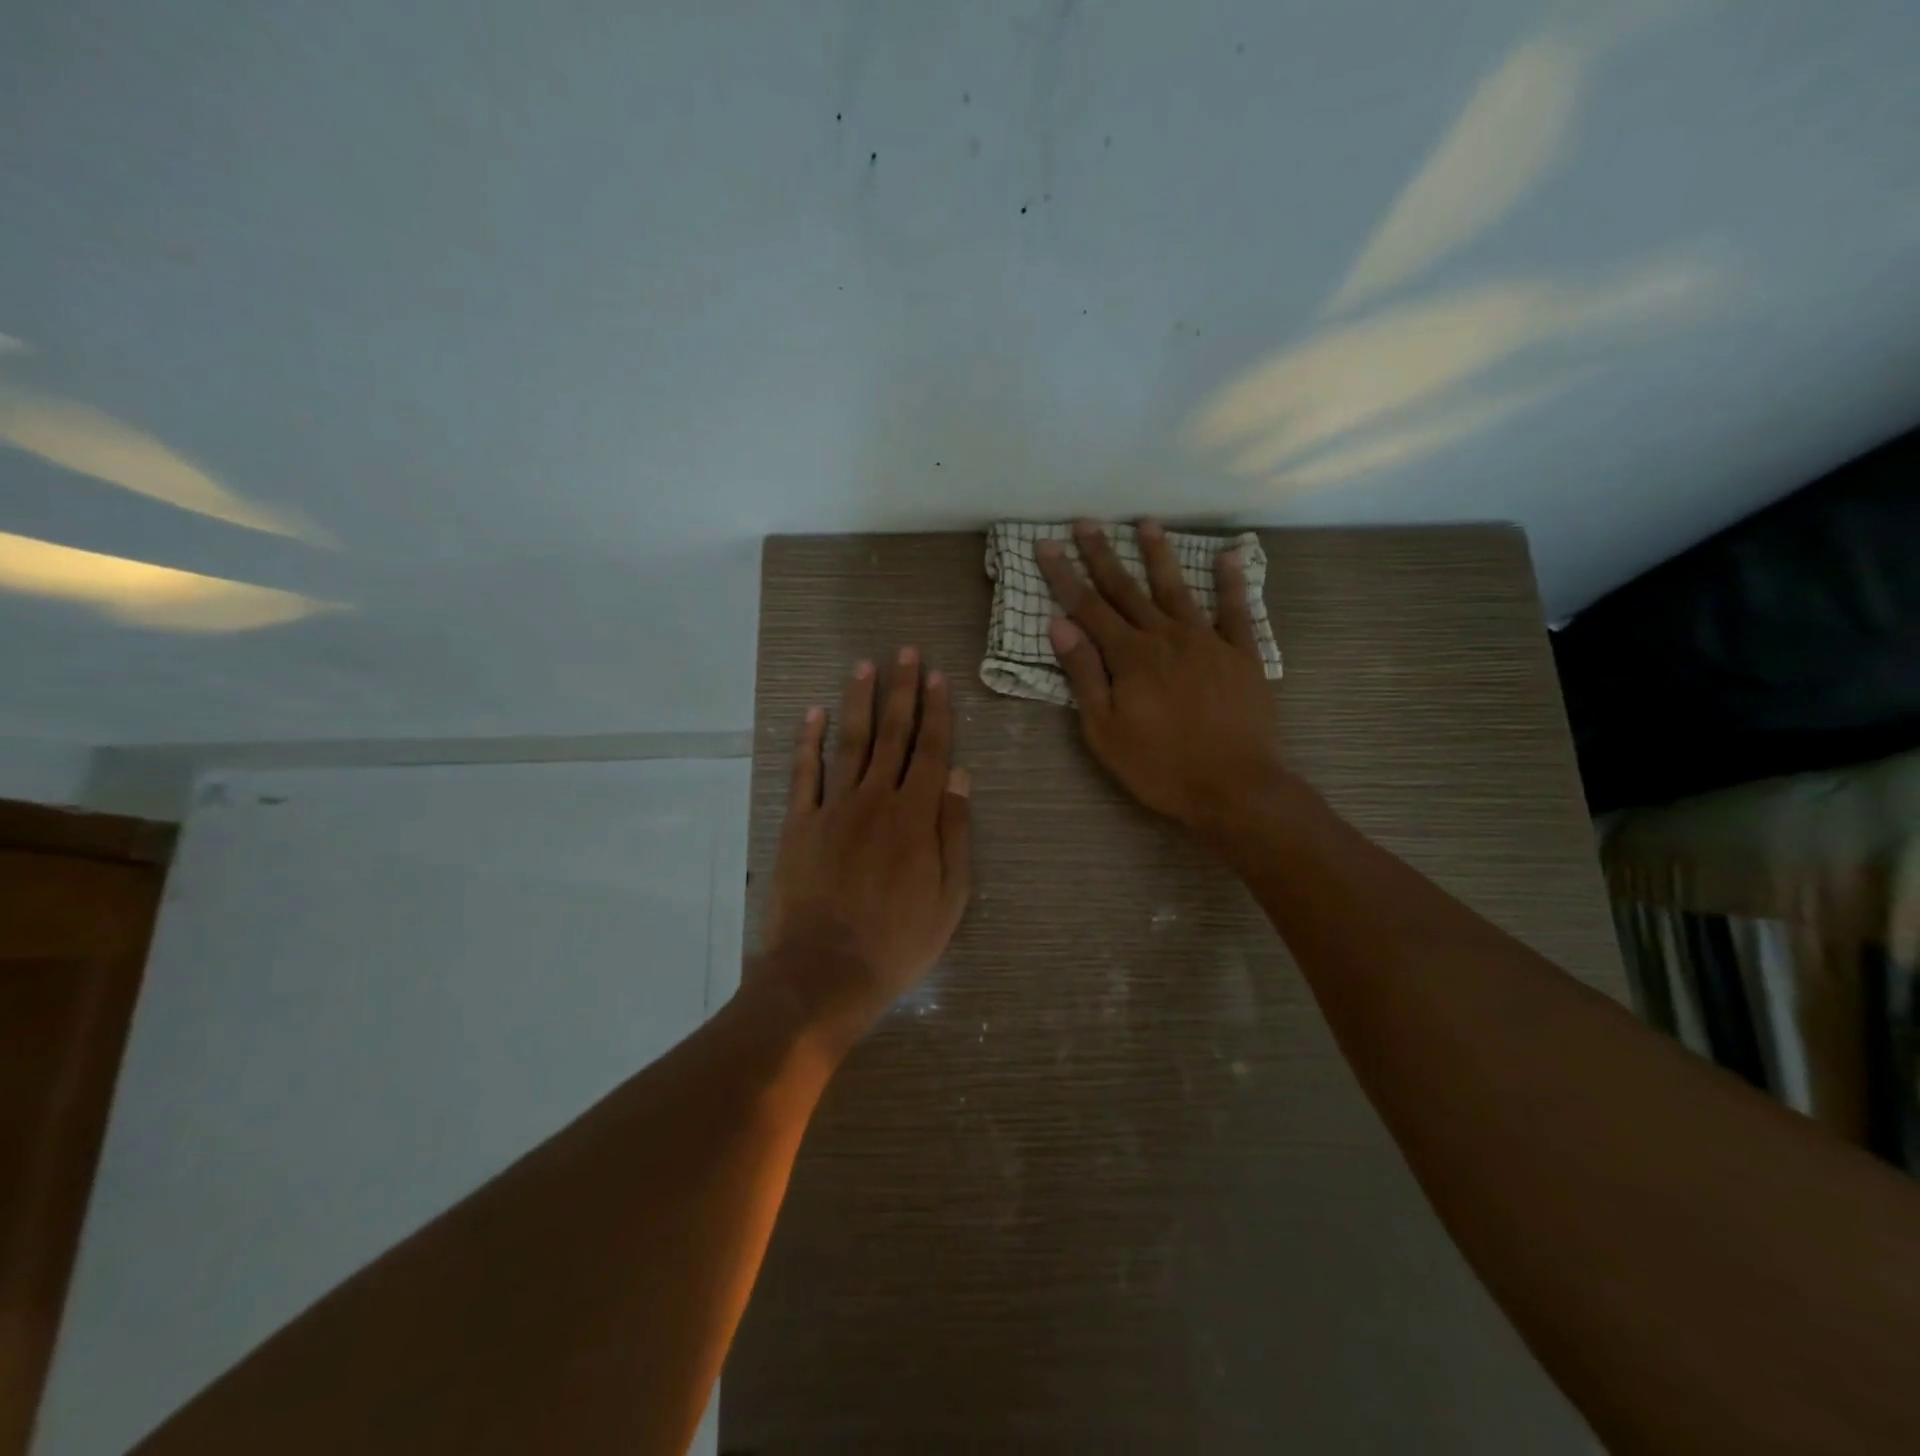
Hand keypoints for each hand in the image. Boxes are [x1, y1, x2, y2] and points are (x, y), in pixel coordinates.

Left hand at [754, 648, 971, 1053]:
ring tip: (864, 666)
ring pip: (850, 743)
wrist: (824, 972)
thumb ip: (955, 833)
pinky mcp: (798, 824)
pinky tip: (813, 713)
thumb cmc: (897, 942)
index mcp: (915, 817)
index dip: (937, 711)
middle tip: (905, 652)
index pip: (930, 750)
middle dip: (901, 691)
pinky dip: (808, 740)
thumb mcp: (949, 898)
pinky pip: (804, 773)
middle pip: (892, 735)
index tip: (938, 677)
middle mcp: (875, 800)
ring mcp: (832, 808)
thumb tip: (959, 776)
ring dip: (859, 702)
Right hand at [1037, 518, 1284, 835]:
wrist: (1235, 787)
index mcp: (1130, 657)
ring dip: (1159, 555)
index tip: (1047, 544)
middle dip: (1103, 554)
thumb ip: (1084, 675)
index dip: (1064, 575)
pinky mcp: (1243, 655)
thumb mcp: (1104, 731)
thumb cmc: (1160, 766)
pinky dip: (1233, 582)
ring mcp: (1208, 641)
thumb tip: (1059, 625)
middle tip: (1086, 522)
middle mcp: (1166, 637)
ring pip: (1177, 589)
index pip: (1088, 607)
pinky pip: (1237, 610)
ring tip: (1146, 523)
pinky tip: (1229, 556)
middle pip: (1127, 589)